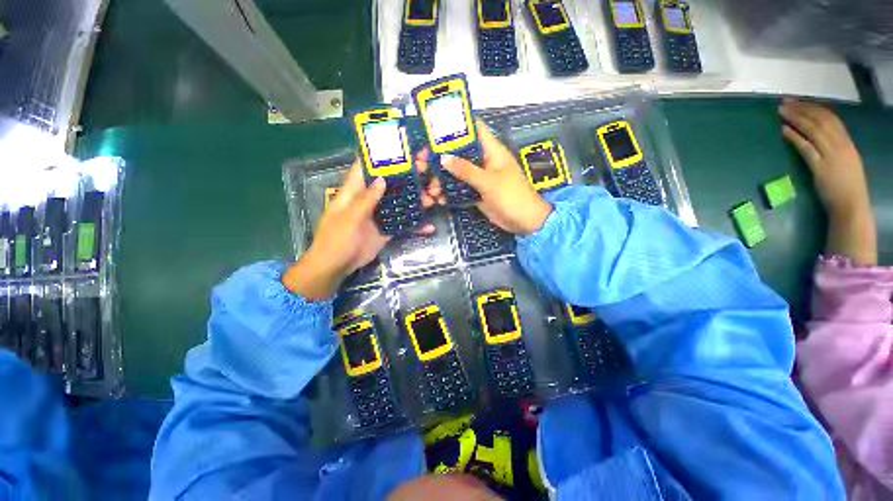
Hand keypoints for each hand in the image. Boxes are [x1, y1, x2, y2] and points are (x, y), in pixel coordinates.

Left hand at [283, 160, 434, 299]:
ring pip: (399, 203)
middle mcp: (369, 199)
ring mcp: (379, 215)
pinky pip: (402, 224)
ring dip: (415, 200)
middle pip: (390, 183)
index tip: (401, 147)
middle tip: (427, 170)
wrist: (337, 266)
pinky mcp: (386, 229)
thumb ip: (366, 199)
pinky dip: (415, 225)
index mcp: (354, 191)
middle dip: (407, 176)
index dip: (381, 156)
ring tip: (434, 198)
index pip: (366, 167)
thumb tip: (382, 179)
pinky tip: (429, 227)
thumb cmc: (337, 239)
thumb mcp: (349, 218)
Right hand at [434, 119, 551, 234]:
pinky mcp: (477, 192)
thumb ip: (466, 170)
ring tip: (431, 188)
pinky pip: (460, 188)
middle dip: (442, 156)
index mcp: (492, 150)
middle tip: (423, 162)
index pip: (475, 128)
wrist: (524, 221)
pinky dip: (450, 193)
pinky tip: (439, 198)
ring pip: (458, 172)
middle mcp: (484, 161)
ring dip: (443, 179)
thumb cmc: (511, 196)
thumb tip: (443, 158)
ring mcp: (480, 177)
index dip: (457, 124)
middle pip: (460, 152)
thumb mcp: (488, 181)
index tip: (435, 126)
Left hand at [780, 99, 876, 264]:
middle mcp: (841, 145)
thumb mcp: (845, 161)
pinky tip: (784, 130)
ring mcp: (831, 155)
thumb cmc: (847, 186)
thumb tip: (820, 137)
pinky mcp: (821, 167)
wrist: (851, 205)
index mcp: (848, 143)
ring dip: (796, 119)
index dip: (814, 108)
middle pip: (820, 121)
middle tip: (785, 102)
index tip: (800, 101)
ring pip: (813, 130)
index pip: (831, 119)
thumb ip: (835, 148)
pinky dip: (795, 137)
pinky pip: (807, 148)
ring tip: (781, 112)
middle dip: (802, 109)